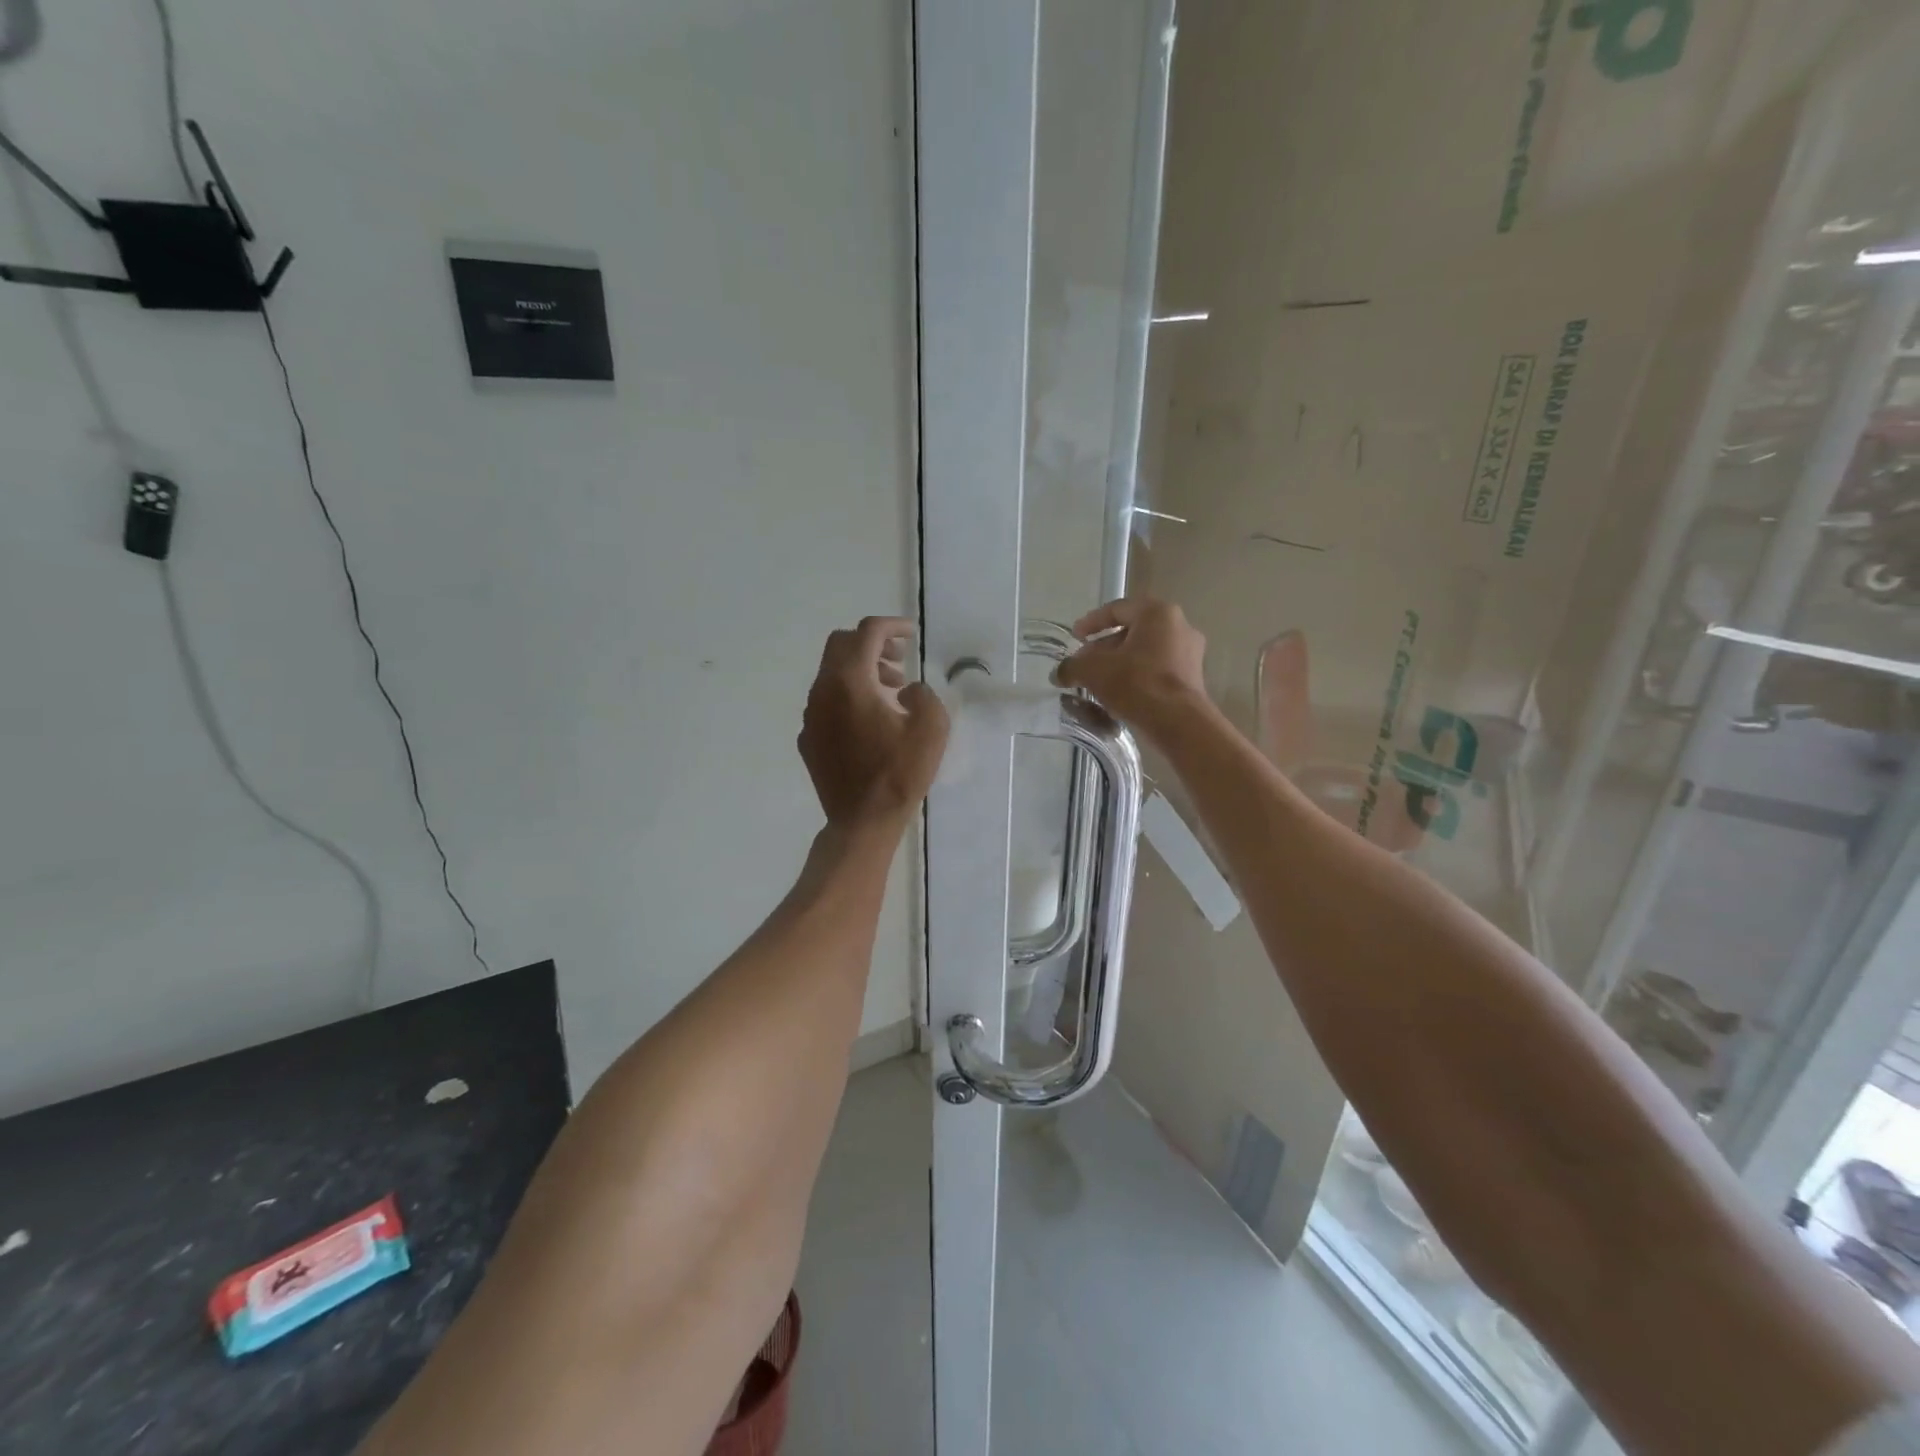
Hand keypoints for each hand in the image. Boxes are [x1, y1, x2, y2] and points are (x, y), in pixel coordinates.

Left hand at [799, 617, 949, 829]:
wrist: (862, 821)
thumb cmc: (899, 774)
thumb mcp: (931, 729)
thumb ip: (924, 695)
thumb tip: (907, 690)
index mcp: (851, 682)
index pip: (867, 633)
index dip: (892, 626)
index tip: (910, 634)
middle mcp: (823, 691)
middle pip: (842, 646)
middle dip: (872, 644)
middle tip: (899, 660)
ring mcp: (811, 716)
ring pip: (831, 674)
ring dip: (861, 671)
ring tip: (892, 691)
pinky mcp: (809, 738)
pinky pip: (826, 702)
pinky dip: (848, 697)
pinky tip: (870, 721)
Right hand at [1055, 598, 1209, 737]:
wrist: (1178, 723)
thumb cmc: (1136, 684)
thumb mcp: (1094, 671)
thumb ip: (1072, 667)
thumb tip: (1059, 673)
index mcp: (1157, 613)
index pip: (1117, 609)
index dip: (1091, 622)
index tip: (1075, 636)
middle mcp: (1179, 626)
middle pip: (1132, 632)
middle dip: (1104, 647)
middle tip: (1083, 663)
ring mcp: (1189, 653)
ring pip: (1144, 653)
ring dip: (1119, 664)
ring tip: (1097, 682)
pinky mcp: (1192, 679)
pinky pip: (1157, 670)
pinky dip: (1136, 678)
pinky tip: (1118, 695)